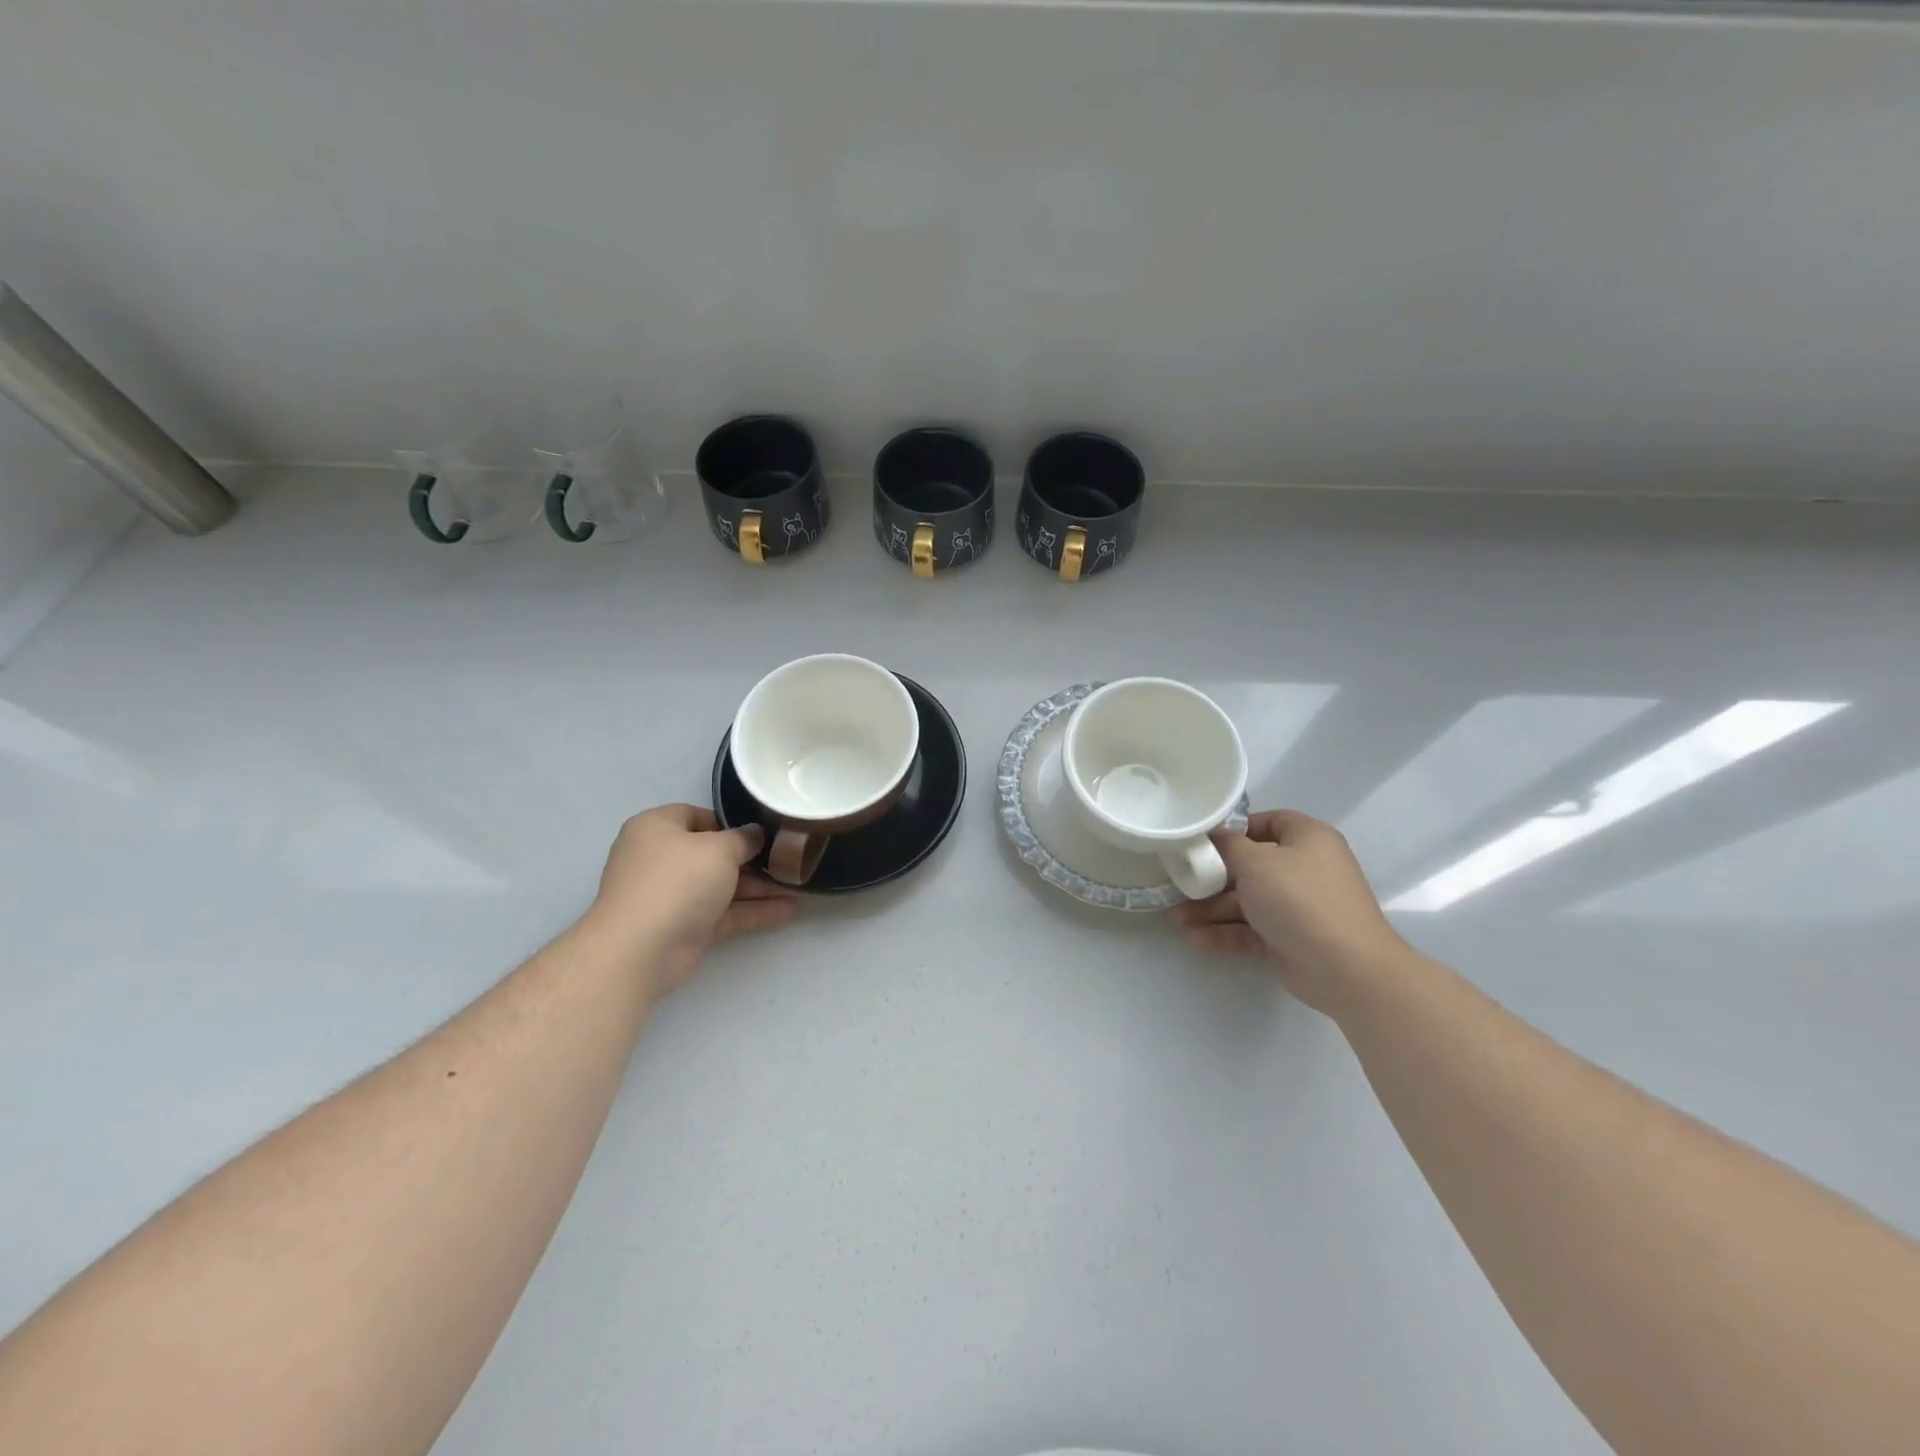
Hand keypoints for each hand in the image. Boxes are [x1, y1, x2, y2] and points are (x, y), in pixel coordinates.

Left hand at [583, 804, 797, 998]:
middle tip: (788, 859)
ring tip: (798, 886)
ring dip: (759, 887)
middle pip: (713, 854)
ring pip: (722, 886)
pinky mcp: (685, 927)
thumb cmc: (677, 881)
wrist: (641, 949)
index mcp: (657, 828)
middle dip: (752, 859)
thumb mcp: (719, 848)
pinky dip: (753, 911)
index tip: (761, 830)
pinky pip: (725, 913)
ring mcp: (672, 896)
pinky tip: (788, 910)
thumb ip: (744, 839)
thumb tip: (755, 835)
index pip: (696, 816)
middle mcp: (661, 859)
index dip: (729, 822)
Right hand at [1174, 809, 1410, 1014]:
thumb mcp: (1256, 862)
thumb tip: (1213, 836)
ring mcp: (1298, 907)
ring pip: (1247, 901)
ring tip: (1177, 919)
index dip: (1235, 829)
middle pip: (1251, 865)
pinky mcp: (1289, 939)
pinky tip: (1196, 939)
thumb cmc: (1300, 898)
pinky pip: (1251, 930)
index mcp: (1307, 839)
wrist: (1345, 967)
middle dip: (1212, 877)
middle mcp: (1305, 869)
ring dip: (1212, 909)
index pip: (1268, 822)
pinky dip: (1225, 933)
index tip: (1202, 841)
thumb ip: (1228, 846)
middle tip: (1179, 882)